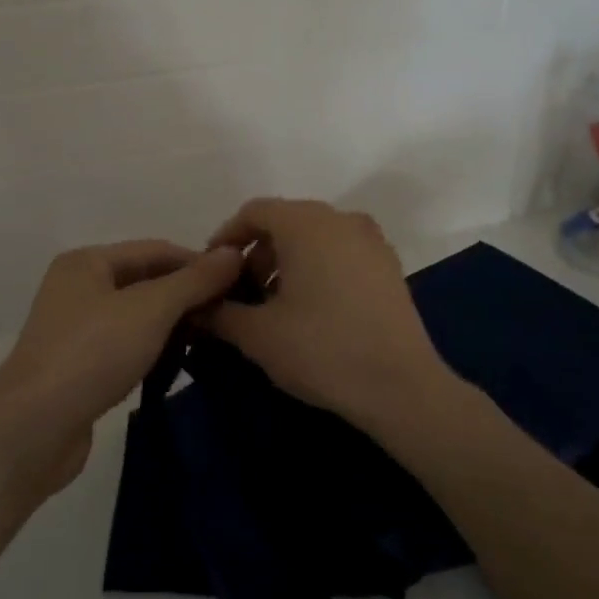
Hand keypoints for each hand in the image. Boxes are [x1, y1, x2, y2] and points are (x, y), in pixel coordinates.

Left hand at [0, 241, 243, 498]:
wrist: (33, 429)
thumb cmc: (92, 353)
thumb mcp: (151, 309)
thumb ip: (194, 280)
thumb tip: (234, 253)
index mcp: (87, 262)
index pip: (156, 249)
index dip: (198, 262)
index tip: (240, 282)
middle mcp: (78, 288)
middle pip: (146, 281)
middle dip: (187, 295)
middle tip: (231, 314)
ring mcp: (75, 329)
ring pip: (137, 316)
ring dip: (173, 324)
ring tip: (214, 338)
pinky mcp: (78, 367)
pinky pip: (126, 346)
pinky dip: (153, 349)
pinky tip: (178, 364)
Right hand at [204, 198, 451, 432]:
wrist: (401, 387)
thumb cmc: (321, 350)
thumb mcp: (258, 335)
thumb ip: (220, 312)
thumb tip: (197, 306)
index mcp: (305, 224)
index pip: (254, 212)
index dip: (226, 238)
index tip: (212, 271)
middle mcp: (340, 219)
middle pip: (285, 221)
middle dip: (257, 252)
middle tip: (241, 292)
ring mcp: (370, 240)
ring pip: (314, 236)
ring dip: (287, 260)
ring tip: (274, 304)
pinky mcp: (389, 264)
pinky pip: (340, 251)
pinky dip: (317, 266)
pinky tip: (312, 308)